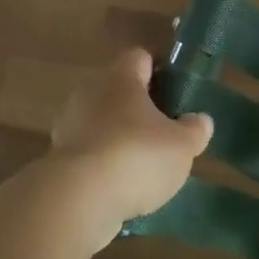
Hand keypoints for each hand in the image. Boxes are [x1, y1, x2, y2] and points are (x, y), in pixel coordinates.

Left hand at [47, 48, 213, 249]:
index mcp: (120, 79)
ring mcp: (69, 127)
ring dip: (120, 137)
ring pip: (101, 123)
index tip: (175, 89)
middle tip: (164, 130)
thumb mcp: (182, 145)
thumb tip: (200, 120)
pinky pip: (89, 153)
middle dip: (139, 108)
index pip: (139, 58)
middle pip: (118, 91)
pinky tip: (122, 186)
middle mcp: (90, 94)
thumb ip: (194, 129)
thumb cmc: (137, 157)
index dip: (159, 70)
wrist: (78, 200)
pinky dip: (104, 165)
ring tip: (145, 164)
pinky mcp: (58, 160)